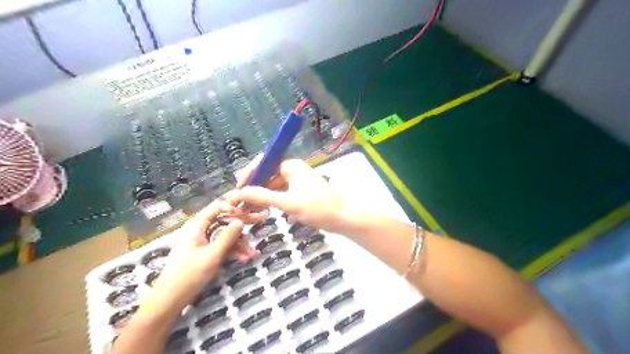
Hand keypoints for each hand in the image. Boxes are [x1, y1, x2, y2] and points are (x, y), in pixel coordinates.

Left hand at [142, 201, 257, 313]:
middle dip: (240, 232)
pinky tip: (243, 259)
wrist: (169, 301)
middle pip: (224, 223)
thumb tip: (240, 221)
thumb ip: (227, 237)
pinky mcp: (205, 254)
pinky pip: (222, 248)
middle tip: (254, 235)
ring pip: (225, 237)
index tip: (247, 216)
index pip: (216, 208)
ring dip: (239, 245)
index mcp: (197, 226)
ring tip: (251, 255)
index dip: (232, 209)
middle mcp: (200, 231)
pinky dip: (232, 252)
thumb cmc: (189, 275)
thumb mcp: (212, 255)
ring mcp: (203, 243)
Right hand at [226, 156, 352, 233]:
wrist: (342, 217)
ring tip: (247, 207)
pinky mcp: (300, 192)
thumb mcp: (288, 202)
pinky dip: (272, 199)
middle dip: (254, 185)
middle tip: (240, 200)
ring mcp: (297, 181)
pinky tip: (263, 208)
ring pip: (274, 184)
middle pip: (268, 173)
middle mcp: (293, 169)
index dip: (250, 173)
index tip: (239, 188)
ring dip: (262, 194)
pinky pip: (281, 192)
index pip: (264, 162)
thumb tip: (238, 193)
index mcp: (291, 165)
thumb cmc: (317, 207)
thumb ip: (263, 196)